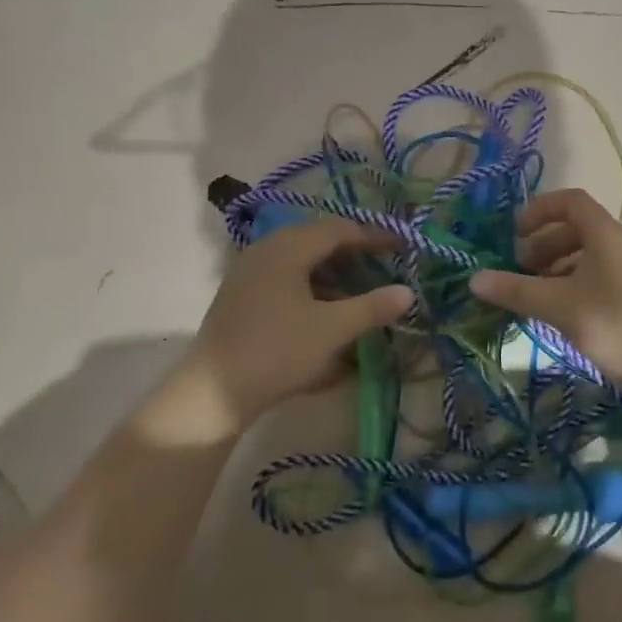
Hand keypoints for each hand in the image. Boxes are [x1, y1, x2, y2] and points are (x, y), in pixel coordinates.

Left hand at [187, 218, 413, 424]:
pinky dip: (312, 286)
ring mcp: (249, 272)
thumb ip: (372, 307)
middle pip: (318, 240)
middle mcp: (265, 250)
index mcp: (287, 247)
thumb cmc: (277, 352)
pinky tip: (327, 310)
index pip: (339, 229)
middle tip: (384, 267)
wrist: (214, 392)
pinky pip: (285, 277)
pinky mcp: (242, 295)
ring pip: (301, 260)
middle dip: (354, 253)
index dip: (374, 236)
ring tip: (360, 291)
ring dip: (333, 271)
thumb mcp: (332, 330)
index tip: (403, 247)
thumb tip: (407, 292)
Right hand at [469, 189, 621, 388]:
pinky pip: (592, 278)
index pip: (570, 202)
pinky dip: (568, 285)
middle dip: (541, 243)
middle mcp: (617, 246)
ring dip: (552, 267)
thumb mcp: (558, 304)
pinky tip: (553, 310)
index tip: (515, 232)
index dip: (540, 209)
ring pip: (582, 256)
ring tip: (530, 291)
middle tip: (517, 268)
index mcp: (604, 234)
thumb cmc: (613, 322)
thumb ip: (515, 290)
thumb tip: (474, 279)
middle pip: (574, 229)